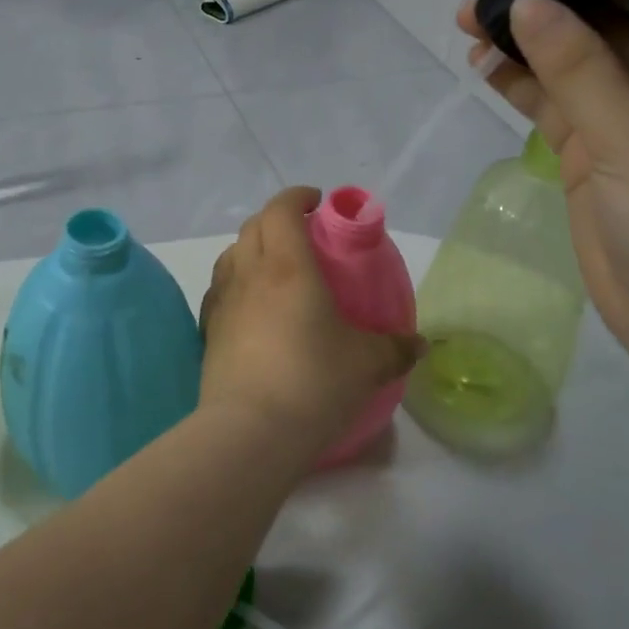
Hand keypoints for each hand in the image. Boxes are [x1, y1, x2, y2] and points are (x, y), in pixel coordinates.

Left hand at [199, 187, 422, 451]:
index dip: (297, 197)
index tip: (317, 202)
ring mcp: (222, 301)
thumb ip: (395, 348)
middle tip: (303, 234)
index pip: (282, 209)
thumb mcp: (366, 364)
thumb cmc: (313, 382)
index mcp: (287, 265)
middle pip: (253, 226)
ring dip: (252, 248)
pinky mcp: (208, 331)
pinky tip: (251, 306)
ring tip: (276, 268)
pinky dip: (236, 282)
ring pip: (231, 255)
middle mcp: (249, 273)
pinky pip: (220, 289)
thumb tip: (420, 344)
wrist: (249, 431)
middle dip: (277, 219)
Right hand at [457, 0, 628, 363]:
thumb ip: (577, 64)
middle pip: (604, 26)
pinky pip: (554, 107)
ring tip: (470, 20)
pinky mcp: (591, 157)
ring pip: (570, 67)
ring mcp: (626, 123)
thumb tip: (526, 2)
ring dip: (526, 45)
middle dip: (551, 4)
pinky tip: (484, 66)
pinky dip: (521, 86)